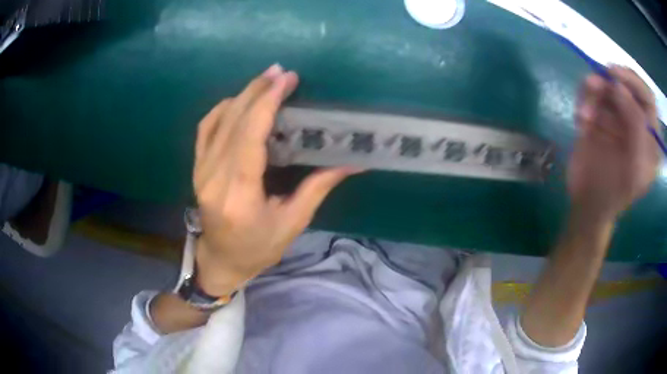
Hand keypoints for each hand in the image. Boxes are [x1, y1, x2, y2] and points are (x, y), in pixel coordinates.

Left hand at [192, 64, 359, 295]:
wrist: (221, 259)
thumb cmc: (258, 248)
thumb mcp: (292, 223)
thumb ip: (318, 187)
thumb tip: (352, 162)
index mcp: (239, 194)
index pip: (250, 136)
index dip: (267, 102)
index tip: (286, 80)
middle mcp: (214, 177)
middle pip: (233, 121)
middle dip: (258, 91)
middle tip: (281, 73)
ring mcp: (201, 170)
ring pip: (218, 120)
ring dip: (243, 95)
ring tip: (266, 80)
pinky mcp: (197, 168)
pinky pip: (205, 128)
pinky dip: (222, 109)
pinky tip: (239, 100)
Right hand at [568, 66, 661, 220]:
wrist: (587, 203)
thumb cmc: (614, 194)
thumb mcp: (634, 169)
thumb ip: (636, 128)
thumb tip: (618, 85)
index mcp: (650, 138)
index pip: (648, 99)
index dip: (634, 82)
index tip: (615, 74)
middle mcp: (636, 122)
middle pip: (627, 85)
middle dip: (611, 81)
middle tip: (596, 83)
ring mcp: (617, 116)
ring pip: (606, 85)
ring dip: (594, 92)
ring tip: (584, 114)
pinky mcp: (599, 114)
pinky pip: (591, 93)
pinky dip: (584, 100)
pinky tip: (581, 119)